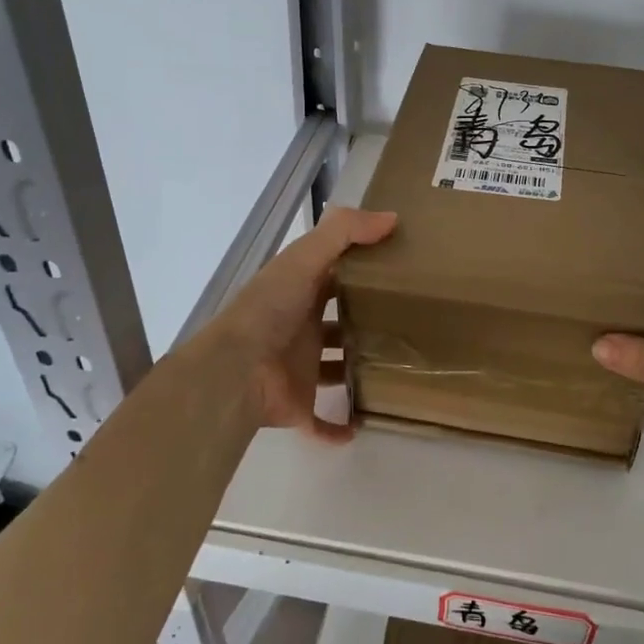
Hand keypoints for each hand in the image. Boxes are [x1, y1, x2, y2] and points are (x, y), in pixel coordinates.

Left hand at [211, 205, 396, 442]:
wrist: (235, 372)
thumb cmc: (270, 310)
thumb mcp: (304, 259)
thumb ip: (343, 232)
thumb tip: (392, 217)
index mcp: (300, 292)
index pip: (334, 276)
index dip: (361, 269)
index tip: (399, 267)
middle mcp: (300, 328)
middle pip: (337, 322)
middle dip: (364, 320)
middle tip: (409, 321)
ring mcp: (299, 369)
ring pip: (334, 368)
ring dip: (356, 369)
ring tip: (398, 368)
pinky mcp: (299, 406)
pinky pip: (322, 420)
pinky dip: (339, 426)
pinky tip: (365, 424)